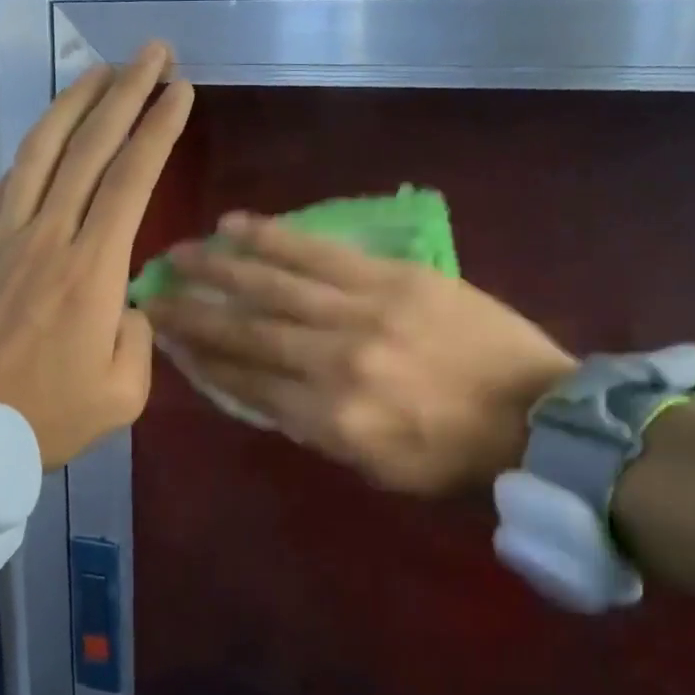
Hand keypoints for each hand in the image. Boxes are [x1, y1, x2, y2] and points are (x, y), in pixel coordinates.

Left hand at [0, 43, 193, 468]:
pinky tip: (52, 128)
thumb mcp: (122, 395)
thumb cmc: (43, 418)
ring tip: (103, 69)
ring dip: (76, 102)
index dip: (158, 129)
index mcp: (92, 270)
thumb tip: (131, 301)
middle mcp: (50, 235)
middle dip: (127, 92)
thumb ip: (140, 338)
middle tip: (153, 53)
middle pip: (91, 146)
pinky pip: (12, 177)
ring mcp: (7, 233)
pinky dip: (36, 143)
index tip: (181, 91)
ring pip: (44, 149)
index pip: (131, 179)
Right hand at [145, 212, 574, 495]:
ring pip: (275, 284)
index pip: (247, 383)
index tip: (166, 338)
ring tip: (180, 252)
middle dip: (194, 312)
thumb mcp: (377, 469)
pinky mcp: (393, 277)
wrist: (541, 418)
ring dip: (220, 267)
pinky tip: (239, 225)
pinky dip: (275, 239)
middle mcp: (336, 362)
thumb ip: (315, 430)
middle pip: (248, 331)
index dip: (202, 359)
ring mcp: (364, 312)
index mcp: (332, 421)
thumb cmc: (457, 459)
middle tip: (153, 292)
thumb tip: (264, 391)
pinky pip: (321, 253)